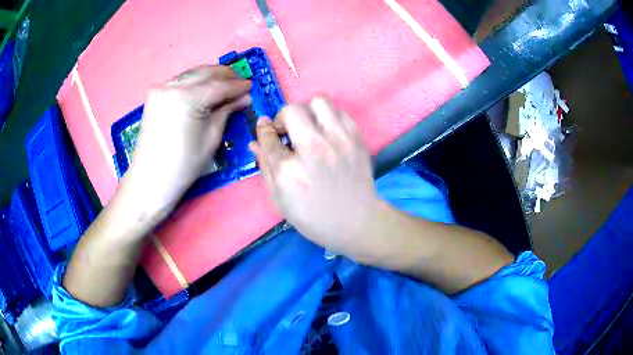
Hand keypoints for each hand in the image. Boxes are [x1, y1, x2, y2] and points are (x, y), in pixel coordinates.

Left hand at [124, 65, 251, 217]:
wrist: (151, 178)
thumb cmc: (184, 164)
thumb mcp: (211, 138)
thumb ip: (227, 111)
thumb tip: (244, 97)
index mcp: (187, 97)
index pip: (219, 85)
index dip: (237, 86)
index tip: (251, 86)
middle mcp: (173, 86)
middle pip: (205, 72)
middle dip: (225, 75)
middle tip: (240, 82)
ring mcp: (162, 88)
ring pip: (192, 73)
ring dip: (210, 76)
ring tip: (225, 83)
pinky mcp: (155, 94)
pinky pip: (180, 80)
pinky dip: (195, 81)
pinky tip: (203, 87)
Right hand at [249, 97, 379, 258]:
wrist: (356, 222)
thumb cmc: (313, 218)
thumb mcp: (279, 200)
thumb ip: (264, 167)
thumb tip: (254, 142)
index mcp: (288, 170)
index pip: (268, 136)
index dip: (264, 129)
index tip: (266, 128)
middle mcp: (313, 149)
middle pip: (292, 110)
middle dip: (284, 117)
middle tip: (288, 130)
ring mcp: (339, 141)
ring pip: (319, 101)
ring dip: (308, 111)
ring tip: (309, 127)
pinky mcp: (357, 139)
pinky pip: (339, 111)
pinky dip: (329, 117)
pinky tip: (328, 132)